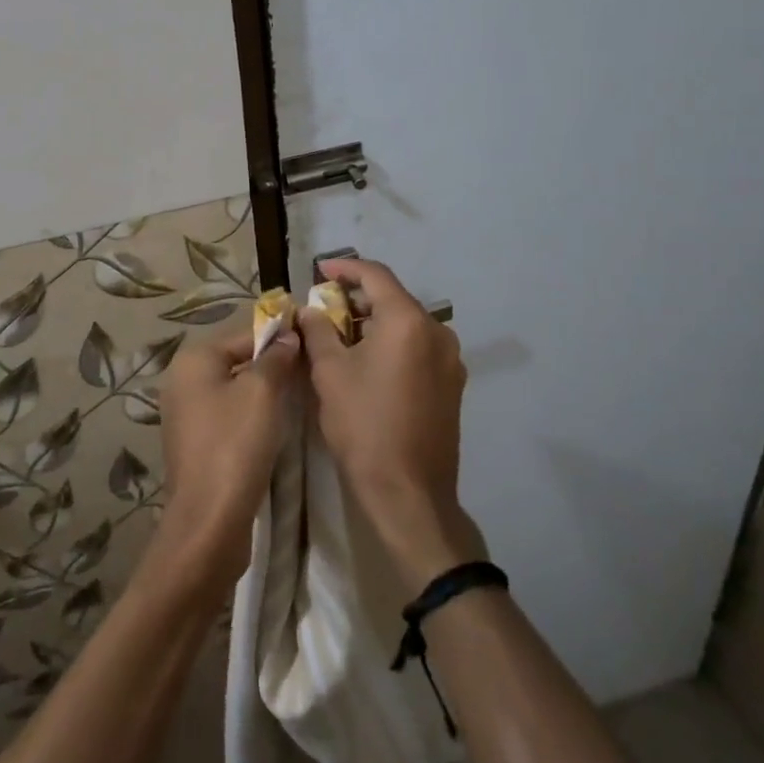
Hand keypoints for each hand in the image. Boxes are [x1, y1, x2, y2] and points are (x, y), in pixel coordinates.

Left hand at [150, 318, 302, 598]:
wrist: (210, 522)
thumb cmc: (236, 445)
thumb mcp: (263, 392)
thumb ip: (276, 357)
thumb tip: (288, 335)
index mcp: (194, 360)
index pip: (245, 334)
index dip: (280, 336)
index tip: (314, 342)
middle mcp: (183, 381)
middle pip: (239, 360)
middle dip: (273, 364)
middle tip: (310, 372)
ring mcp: (186, 414)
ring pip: (236, 389)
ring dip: (265, 392)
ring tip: (300, 397)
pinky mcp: (196, 444)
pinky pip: (230, 415)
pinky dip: (252, 415)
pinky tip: (276, 427)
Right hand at [298, 258, 481, 593]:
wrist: (409, 493)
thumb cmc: (364, 425)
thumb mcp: (330, 373)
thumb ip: (318, 331)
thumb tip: (311, 310)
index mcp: (408, 321)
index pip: (375, 276)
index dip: (345, 268)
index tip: (320, 271)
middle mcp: (437, 331)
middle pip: (393, 298)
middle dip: (357, 299)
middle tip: (324, 308)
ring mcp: (450, 359)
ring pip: (406, 324)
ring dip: (374, 323)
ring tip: (341, 336)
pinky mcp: (452, 384)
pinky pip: (418, 348)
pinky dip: (392, 344)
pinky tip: (368, 362)